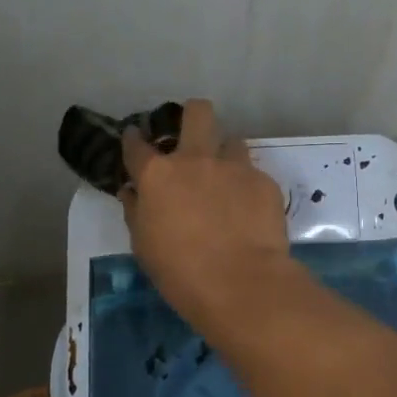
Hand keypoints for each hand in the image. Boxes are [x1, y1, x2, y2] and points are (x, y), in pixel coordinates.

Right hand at [121, 99, 291, 327]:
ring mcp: (234, 167)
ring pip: (231, 141)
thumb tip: (132, 191)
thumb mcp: (144, 245)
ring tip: (226, 181)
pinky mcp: (264, 181)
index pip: (137, 144)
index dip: (133, 139)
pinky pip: (253, 174)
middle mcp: (195, 160)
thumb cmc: (180, 272)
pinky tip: (248, 211)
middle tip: (192, 136)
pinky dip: (247, 187)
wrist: (241, 283)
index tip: (135, 139)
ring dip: (225, 156)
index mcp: (158, 175)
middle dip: (193, 115)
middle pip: (197, 113)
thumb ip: (136, 211)